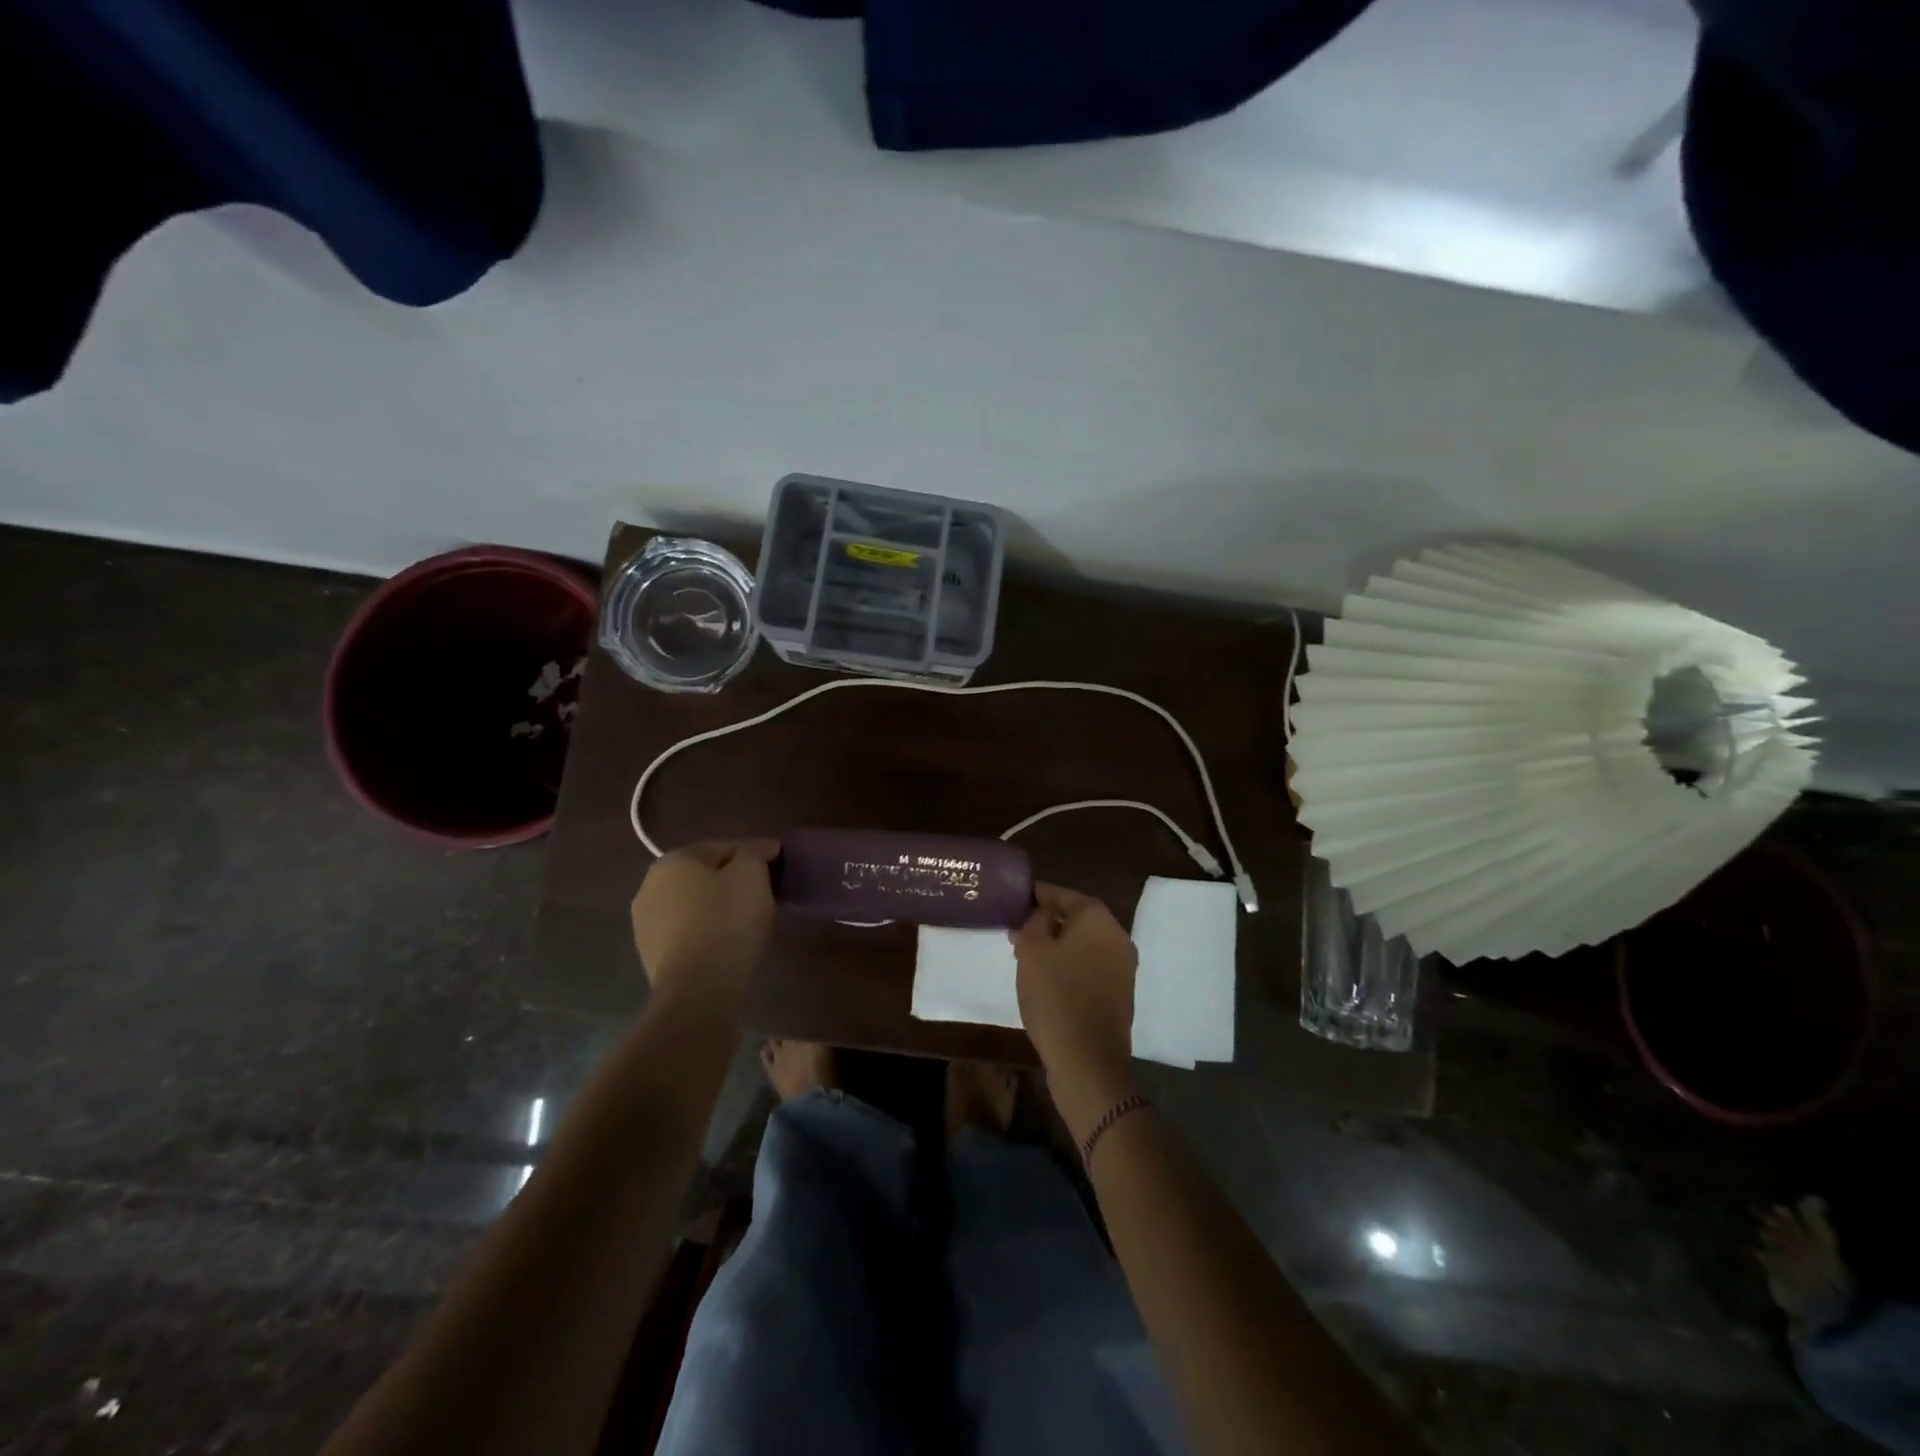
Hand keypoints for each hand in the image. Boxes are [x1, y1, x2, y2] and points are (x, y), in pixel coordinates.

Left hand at [630, 839, 779, 1006]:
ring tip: (748, 923)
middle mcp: (650, 886)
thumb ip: (756, 852)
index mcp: (673, 860)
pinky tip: (727, 945)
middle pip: (705, 875)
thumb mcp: (751, 874)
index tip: (777, 870)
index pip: (724, 847)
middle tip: (765, 896)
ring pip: (695, 905)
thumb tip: (763, 847)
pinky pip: (688, 932)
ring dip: (719, 907)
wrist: (698, 990)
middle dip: (734, 881)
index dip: (755, 856)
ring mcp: (646, 924)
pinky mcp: (652, 955)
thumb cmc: (727, 921)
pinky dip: (707, 932)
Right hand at [1011, 883, 1138, 1137]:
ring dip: (1057, 944)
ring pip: (1084, 944)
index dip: (1038, 894)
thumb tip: (1042, 915)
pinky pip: (1090, 966)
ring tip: (1026, 953)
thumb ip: (1034, 923)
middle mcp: (1117, 937)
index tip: (1015, 898)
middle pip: (1077, 918)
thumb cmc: (1056, 996)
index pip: (1064, 895)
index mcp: (1098, 919)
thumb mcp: (1032, 951)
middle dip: (1047, 920)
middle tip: (1017, 927)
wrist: (1088, 1060)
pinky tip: (1046, 977)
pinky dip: (1069, 964)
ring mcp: (1123, 968)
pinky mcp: (1120, 994)